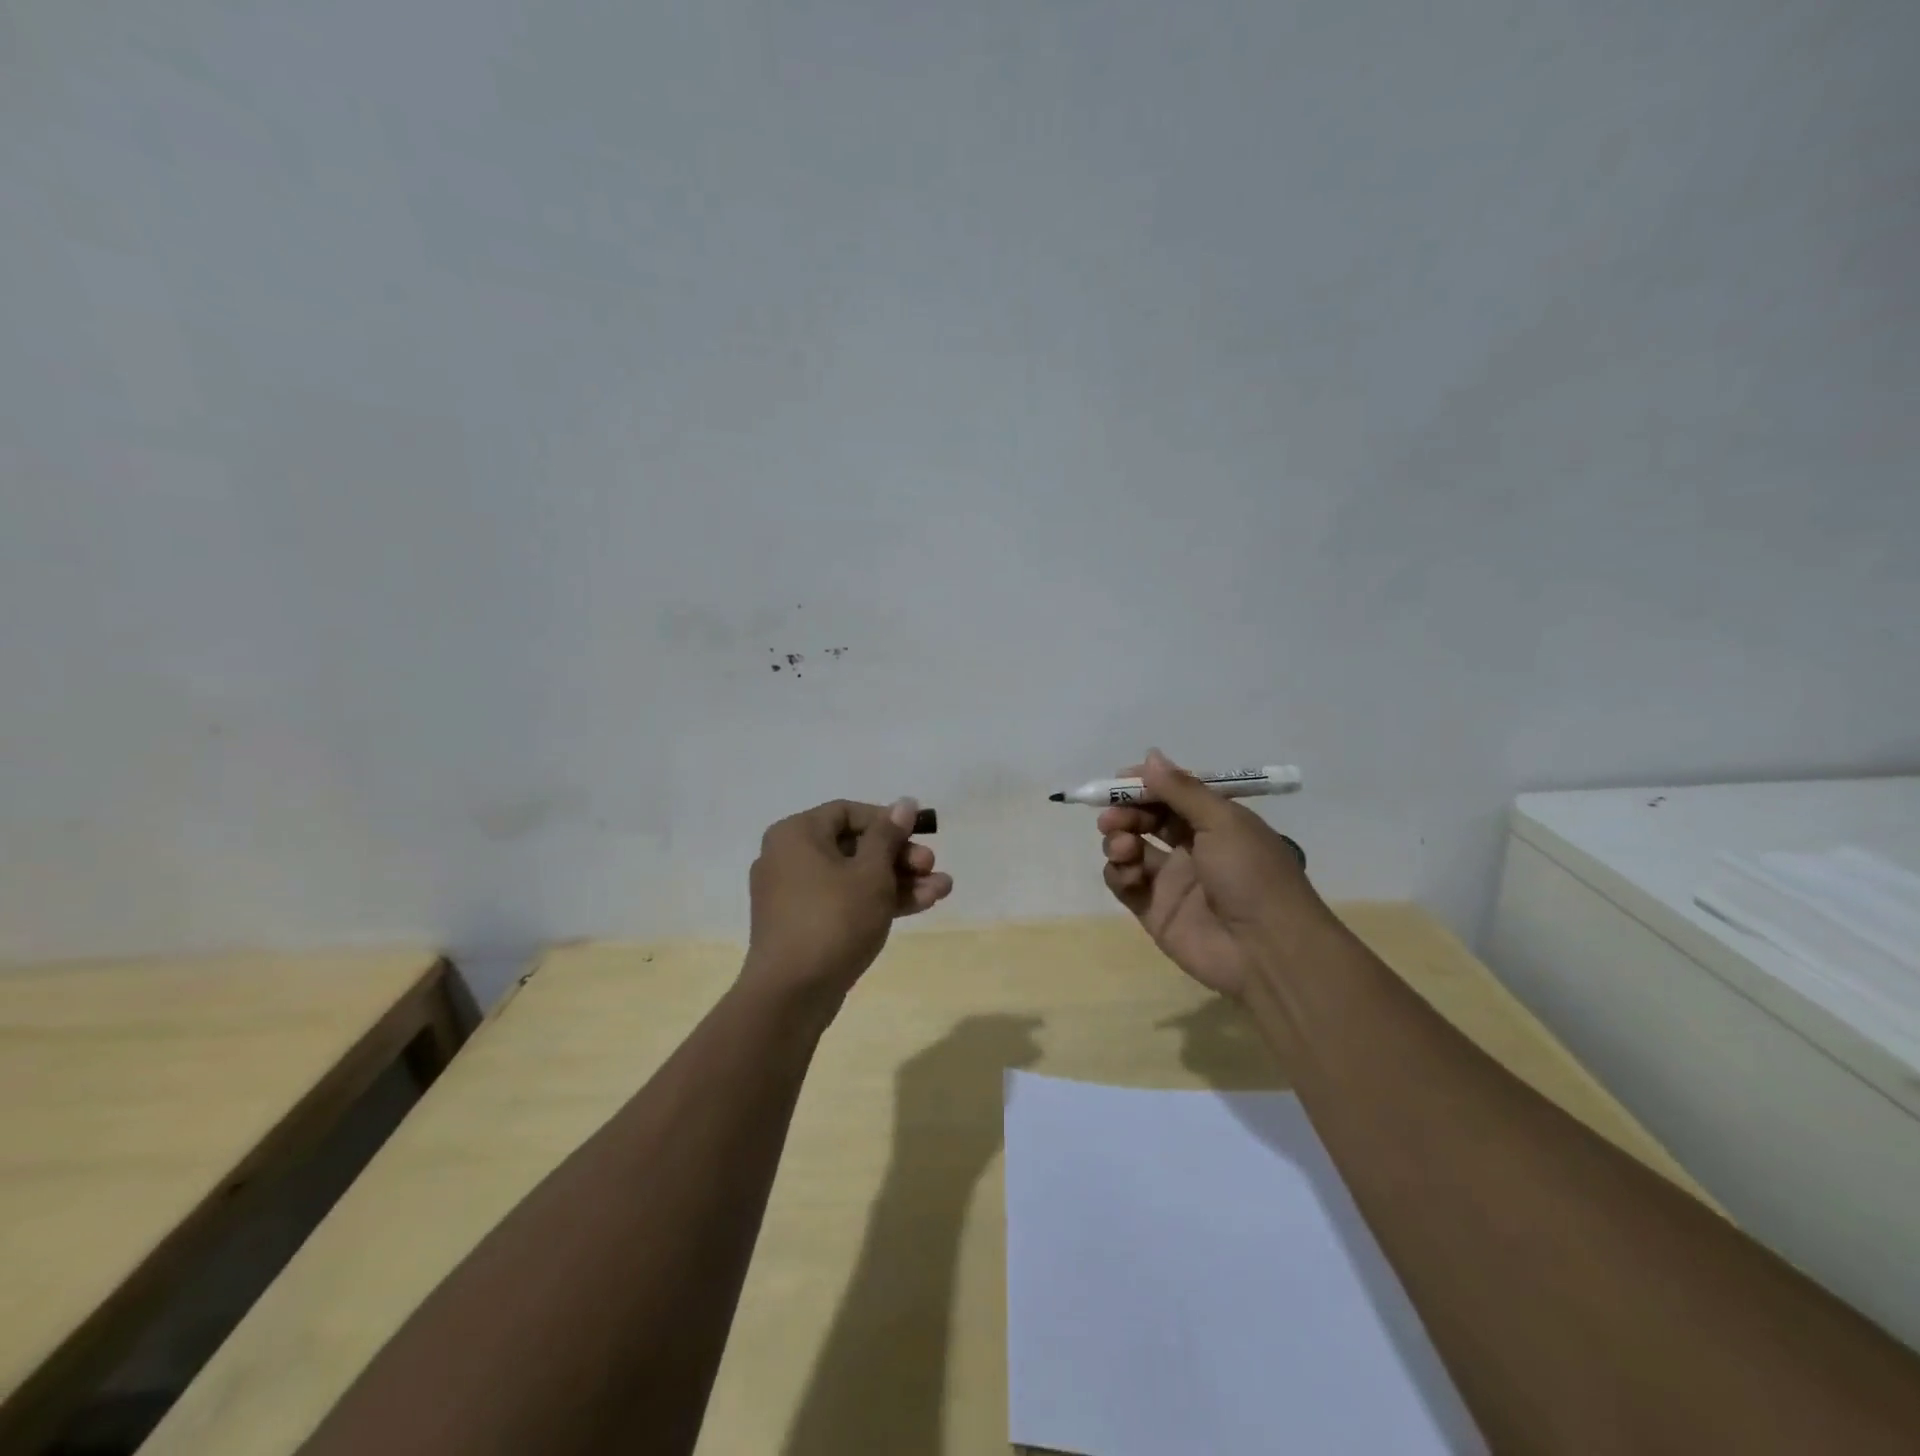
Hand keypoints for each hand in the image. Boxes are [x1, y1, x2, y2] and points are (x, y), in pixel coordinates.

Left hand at [745, 797, 952, 1001]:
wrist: (792, 994)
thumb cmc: (833, 919)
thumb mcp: (870, 873)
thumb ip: (889, 836)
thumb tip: (904, 802)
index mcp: (796, 834)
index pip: (848, 812)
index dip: (888, 820)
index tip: (919, 833)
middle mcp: (789, 857)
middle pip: (854, 845)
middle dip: (900, 856)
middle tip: (932, 866)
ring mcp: (795, 894)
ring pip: (855, 877)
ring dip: (899, 881)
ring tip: (942, 889)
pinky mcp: (805, 925)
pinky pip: (844, 901)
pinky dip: (878, 901)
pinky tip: (922, 905)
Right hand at [1099, 750, 1327, 998]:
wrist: (1267, 949)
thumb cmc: (1251, 874)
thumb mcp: (1223, 821)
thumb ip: (1182, 790)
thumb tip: (1150, 755)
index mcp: (1215, 823)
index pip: (1172, 794)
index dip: (1145, 785)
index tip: (1119, 780)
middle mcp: (1191, 848)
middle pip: (1146, 819)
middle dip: (1125, 812)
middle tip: (1112, 817)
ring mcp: (1171, 880)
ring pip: (1130, 849)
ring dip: (1118, 840)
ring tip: (1124, 846)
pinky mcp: (1154, 910)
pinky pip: (1124, 883)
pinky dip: (1118, 872)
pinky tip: (1127, 873)